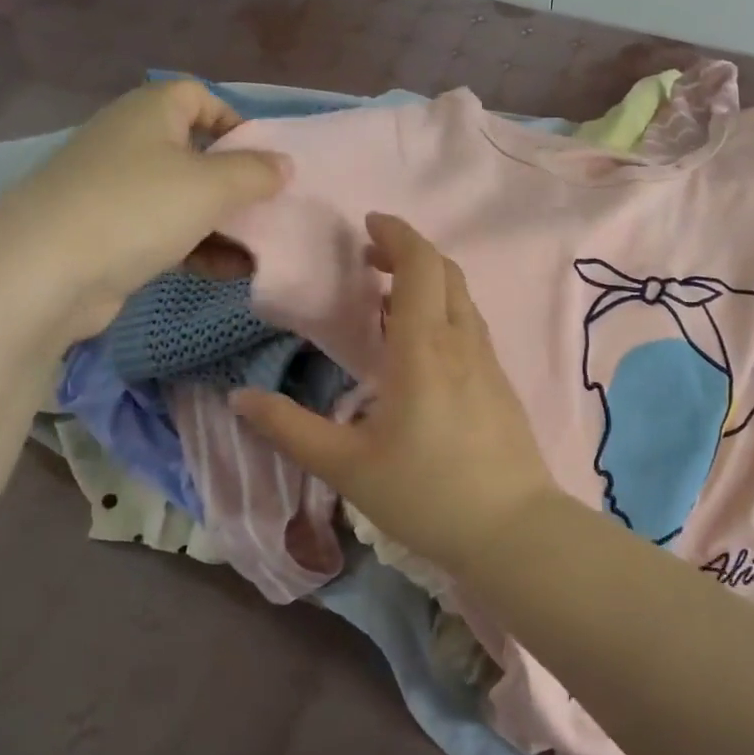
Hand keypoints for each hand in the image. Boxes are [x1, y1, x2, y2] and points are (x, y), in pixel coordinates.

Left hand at [0, 79, 289, 336]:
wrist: (46, 271)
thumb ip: (255, 173)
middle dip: (237, 182)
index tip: (264, 159)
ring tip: (260, 250)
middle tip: (270, 208)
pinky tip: (231, 271)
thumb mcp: (210, 186)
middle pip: (196, 152)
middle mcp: (131, 143)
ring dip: (224, 223)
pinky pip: (168, 232)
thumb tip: (285, 164)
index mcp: (150, 113)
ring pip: (185, 197)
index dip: (235, 121)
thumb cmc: (137, 208)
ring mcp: (117, 190)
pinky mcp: (111, 233)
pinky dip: (200, 247)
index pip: (198, 96)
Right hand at [232, 213, 560, 571]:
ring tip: (389, 299)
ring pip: (462, 298)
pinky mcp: (501, 384)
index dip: (397, 234)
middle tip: (371, 258)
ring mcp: (488, 362)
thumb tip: (240, 398)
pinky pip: (471, 326)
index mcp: (424, 348)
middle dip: (410, 251)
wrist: (512, 530)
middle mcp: (462, 342)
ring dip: (430, 281)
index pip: (420, 265)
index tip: (368, 224)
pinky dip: (445, 310)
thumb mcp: (348, 466)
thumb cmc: (426, 494)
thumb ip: (291, 429)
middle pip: (445, 272)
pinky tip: (423, 345)